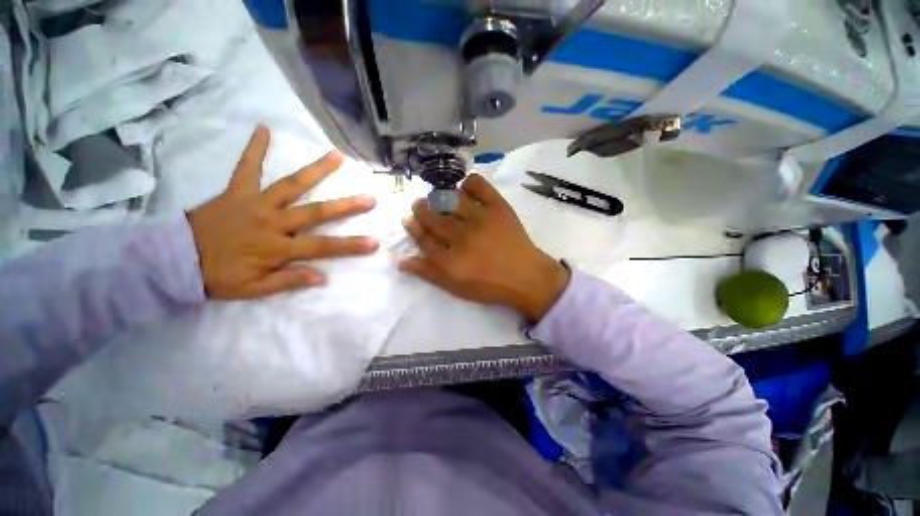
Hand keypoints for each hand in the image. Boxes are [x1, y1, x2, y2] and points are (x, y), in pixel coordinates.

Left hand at [187, 125, 378, 299]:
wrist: (171, 259)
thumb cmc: (217, 277)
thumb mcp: (253, 289)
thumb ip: (288, 282)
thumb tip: (323, 277)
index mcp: (277, 248)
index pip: (322, 247)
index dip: (349, 246)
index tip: (374, 243)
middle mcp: (272, 222)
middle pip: (315, 213)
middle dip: (345, 206)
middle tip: (369, 197)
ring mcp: (255, 203)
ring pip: (291, 185)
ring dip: (316, 171)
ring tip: (338, 156)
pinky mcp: (236, 191)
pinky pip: (246, 167)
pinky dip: (254, 149)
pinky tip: (264, 129)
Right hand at [399, 174, 569, 322]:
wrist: (527, 276)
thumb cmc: (490, 285)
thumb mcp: (456, 287)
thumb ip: (429, 273)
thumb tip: (402, 262)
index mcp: (450, 260)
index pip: (424, 239)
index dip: (413, 227)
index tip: (408, 218)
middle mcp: (462, 236)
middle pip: (433, 217)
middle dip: (422, 209)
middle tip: (419, 204)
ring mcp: (480, 219)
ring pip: (451, 199)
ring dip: (440, 197)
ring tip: (439, 199)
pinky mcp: (498, 207)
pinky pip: (479, 186)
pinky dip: (469, 184)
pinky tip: (466, 190)